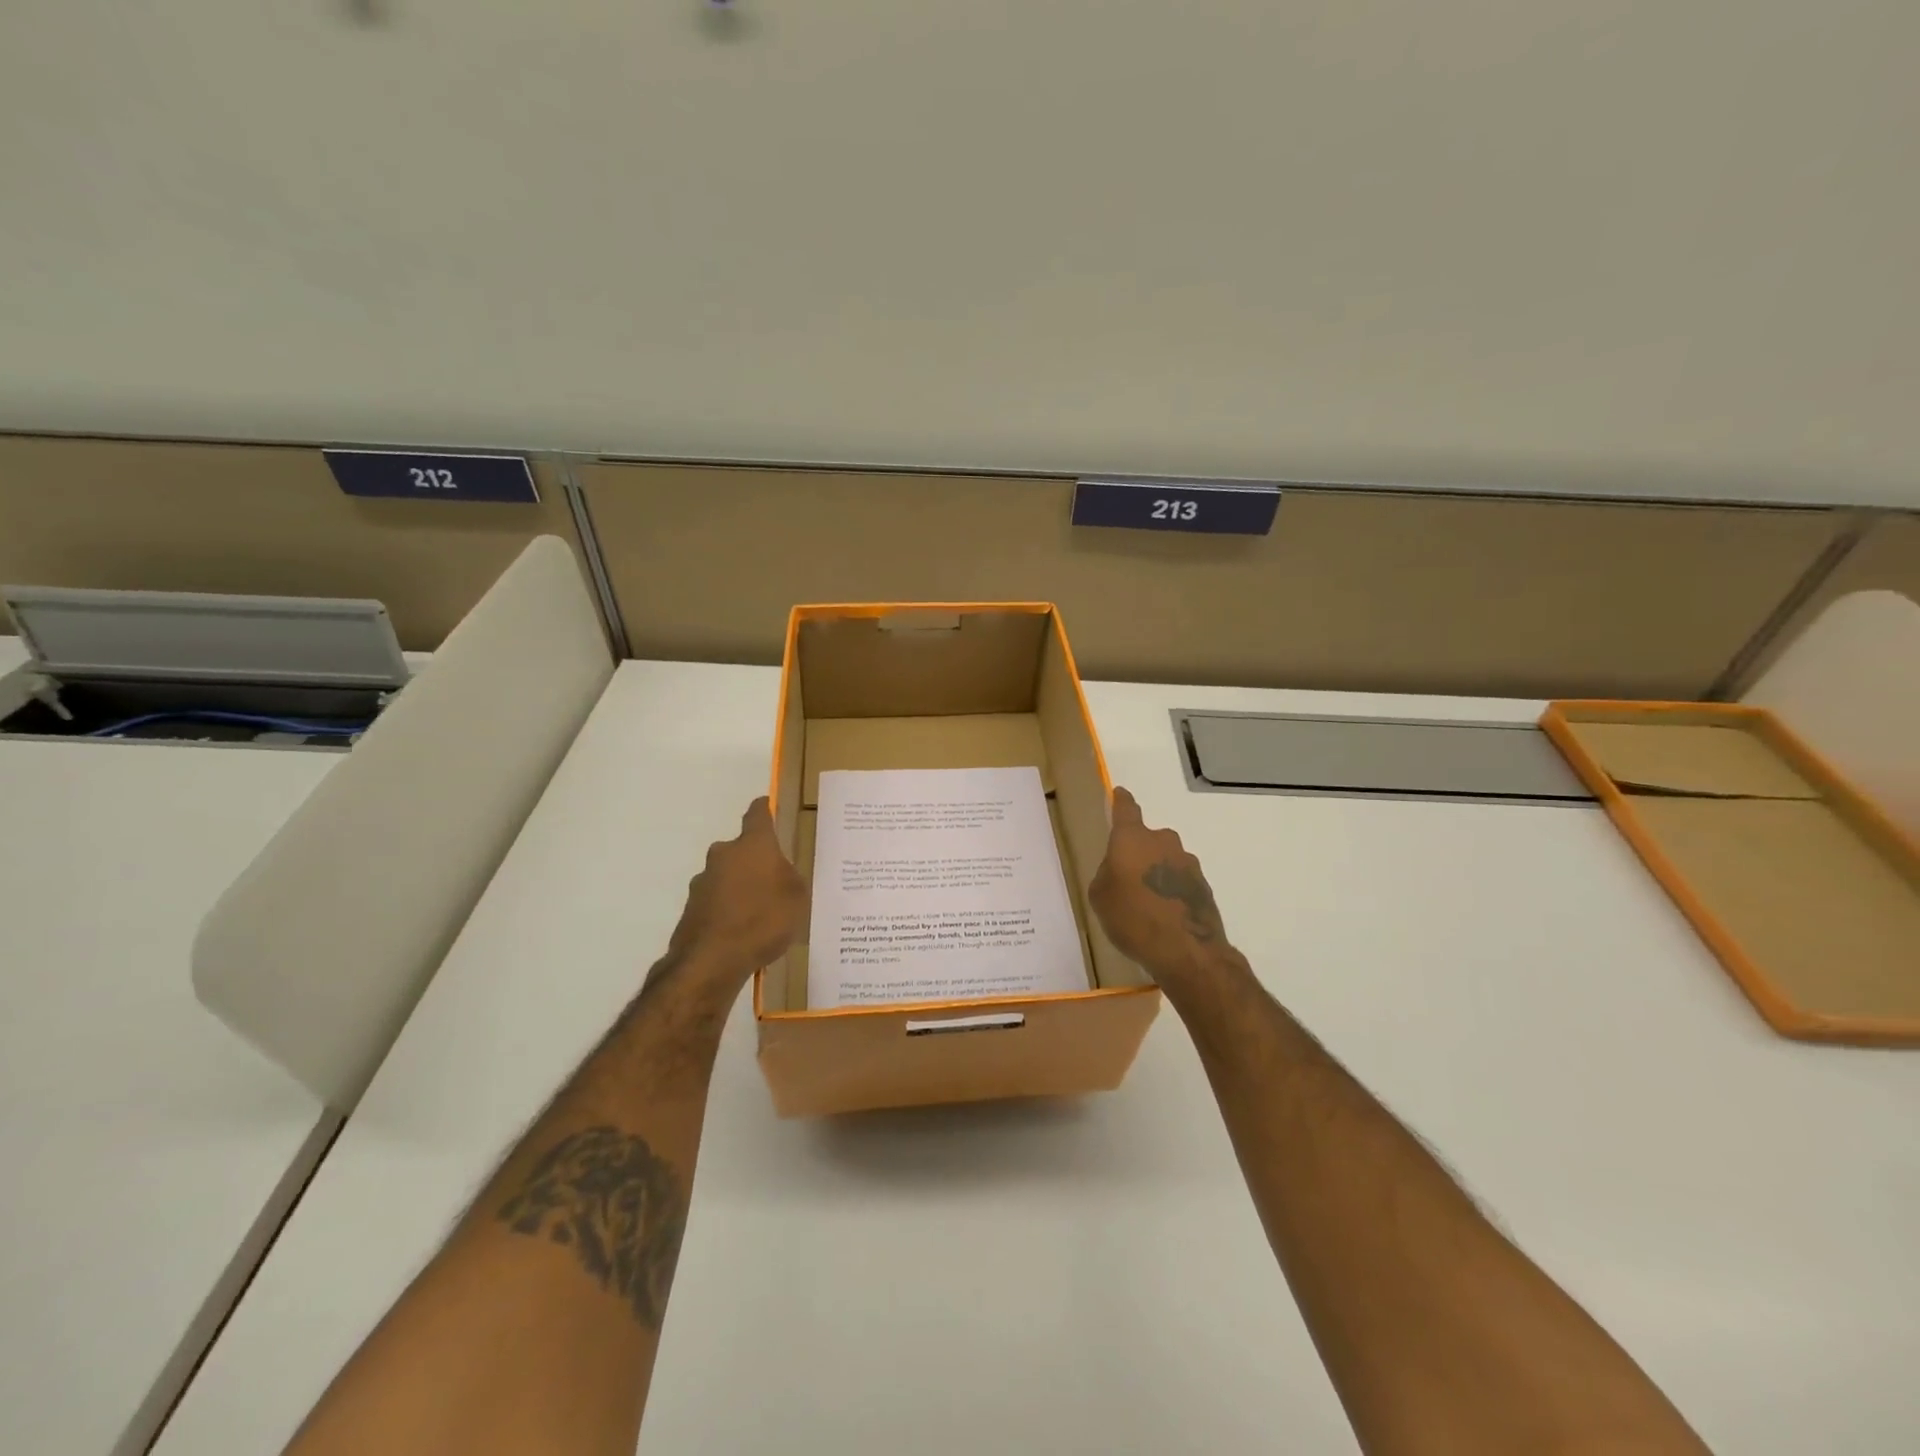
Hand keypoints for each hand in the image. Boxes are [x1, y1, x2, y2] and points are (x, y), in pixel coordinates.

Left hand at [666, 798, 806, 987]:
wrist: (712, 960)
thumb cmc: (763, 919)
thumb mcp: (796, 897)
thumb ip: (789, 878)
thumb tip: (779, 872)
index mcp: (753, 845)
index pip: (758, 815)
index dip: (764, 809)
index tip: (768, 805)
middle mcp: (723, 855)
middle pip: (741, 849)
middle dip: (755, 860)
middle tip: (774, 879)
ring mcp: (702, 882)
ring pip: (726, 876)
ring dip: (739, 887)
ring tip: (758, 914)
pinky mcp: (691, 909)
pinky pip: (716, 903)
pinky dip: (727, 911)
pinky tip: (741, 932)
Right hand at [1088, 787, 1230, 987]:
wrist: (1186, 951)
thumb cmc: (1132, 918)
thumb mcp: (1100, 897)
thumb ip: (1107, 874)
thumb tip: (1118, 870)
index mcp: (1132, 839)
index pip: (1126, 809)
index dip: (1121, 801)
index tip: (1119, 794)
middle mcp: (1163, 842)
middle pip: (1147, 839)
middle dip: (1138, 853)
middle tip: (1127, 878)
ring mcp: (1188, 863)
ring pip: (1166, 860)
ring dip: (1157, 873)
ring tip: (1147, 903)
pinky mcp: (1204, 885)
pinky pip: (1180, 881)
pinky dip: (1172, 891)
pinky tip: (1165, 915)